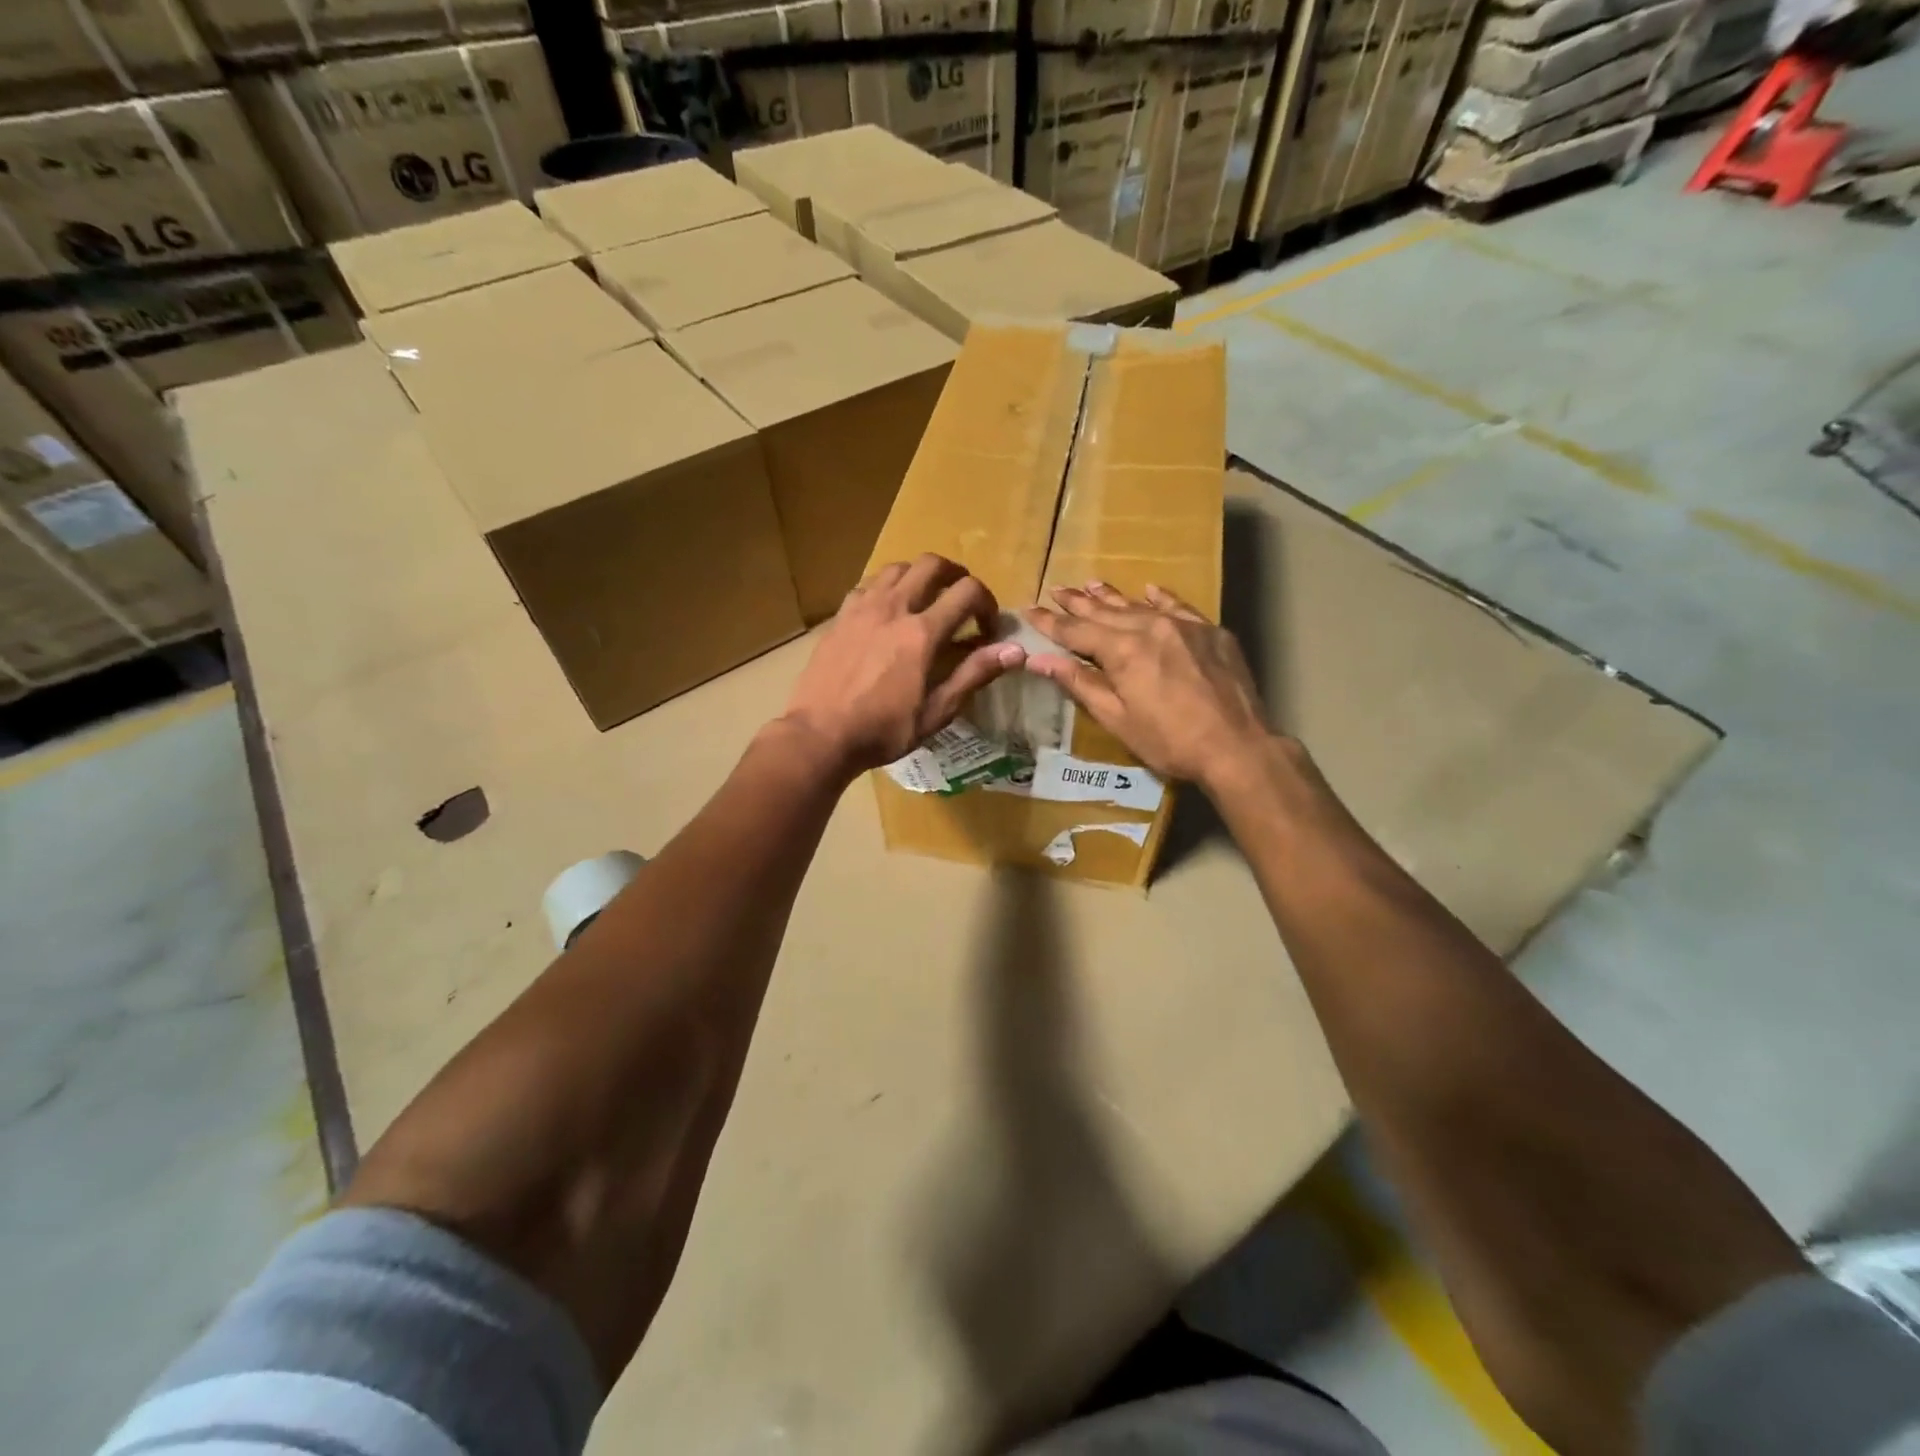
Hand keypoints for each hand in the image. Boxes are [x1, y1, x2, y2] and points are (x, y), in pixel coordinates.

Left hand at [781, 554, 1025, 777]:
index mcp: (922, 632)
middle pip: (933, 564)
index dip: (988, 604)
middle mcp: (894, 607)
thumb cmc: (883, 730)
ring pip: (898, 567)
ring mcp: (863, 607)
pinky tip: (888, 612)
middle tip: (962, 601)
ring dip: (920, 576)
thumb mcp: (936, 711)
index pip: (968, 591)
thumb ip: (975, 674)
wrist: (820, 734)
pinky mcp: (840, 615)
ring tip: (926, 601)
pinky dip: (887, 587)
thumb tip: (1016, 651)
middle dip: (956, 576)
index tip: (987, 629)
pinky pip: (869, 584)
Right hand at [1026, 582, 1275, 792]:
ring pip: (1139, 605)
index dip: (1050, 622)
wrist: (1237, 746)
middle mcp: (1150, 627)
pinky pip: (1179, 606)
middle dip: (1077, 603)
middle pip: (1105, 611)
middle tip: (1056, 589)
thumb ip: (1079, 683)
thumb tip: (1039, 660)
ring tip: (1090, 584)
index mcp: (1122, 650)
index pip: (1076, 631)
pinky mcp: (1211, 632)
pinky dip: (1160, 598)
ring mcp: (1184, 626)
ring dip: (1112, 596)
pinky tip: (1149, 590)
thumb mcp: (1117, 719)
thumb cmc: (1170, 741)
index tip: (1030, 609)